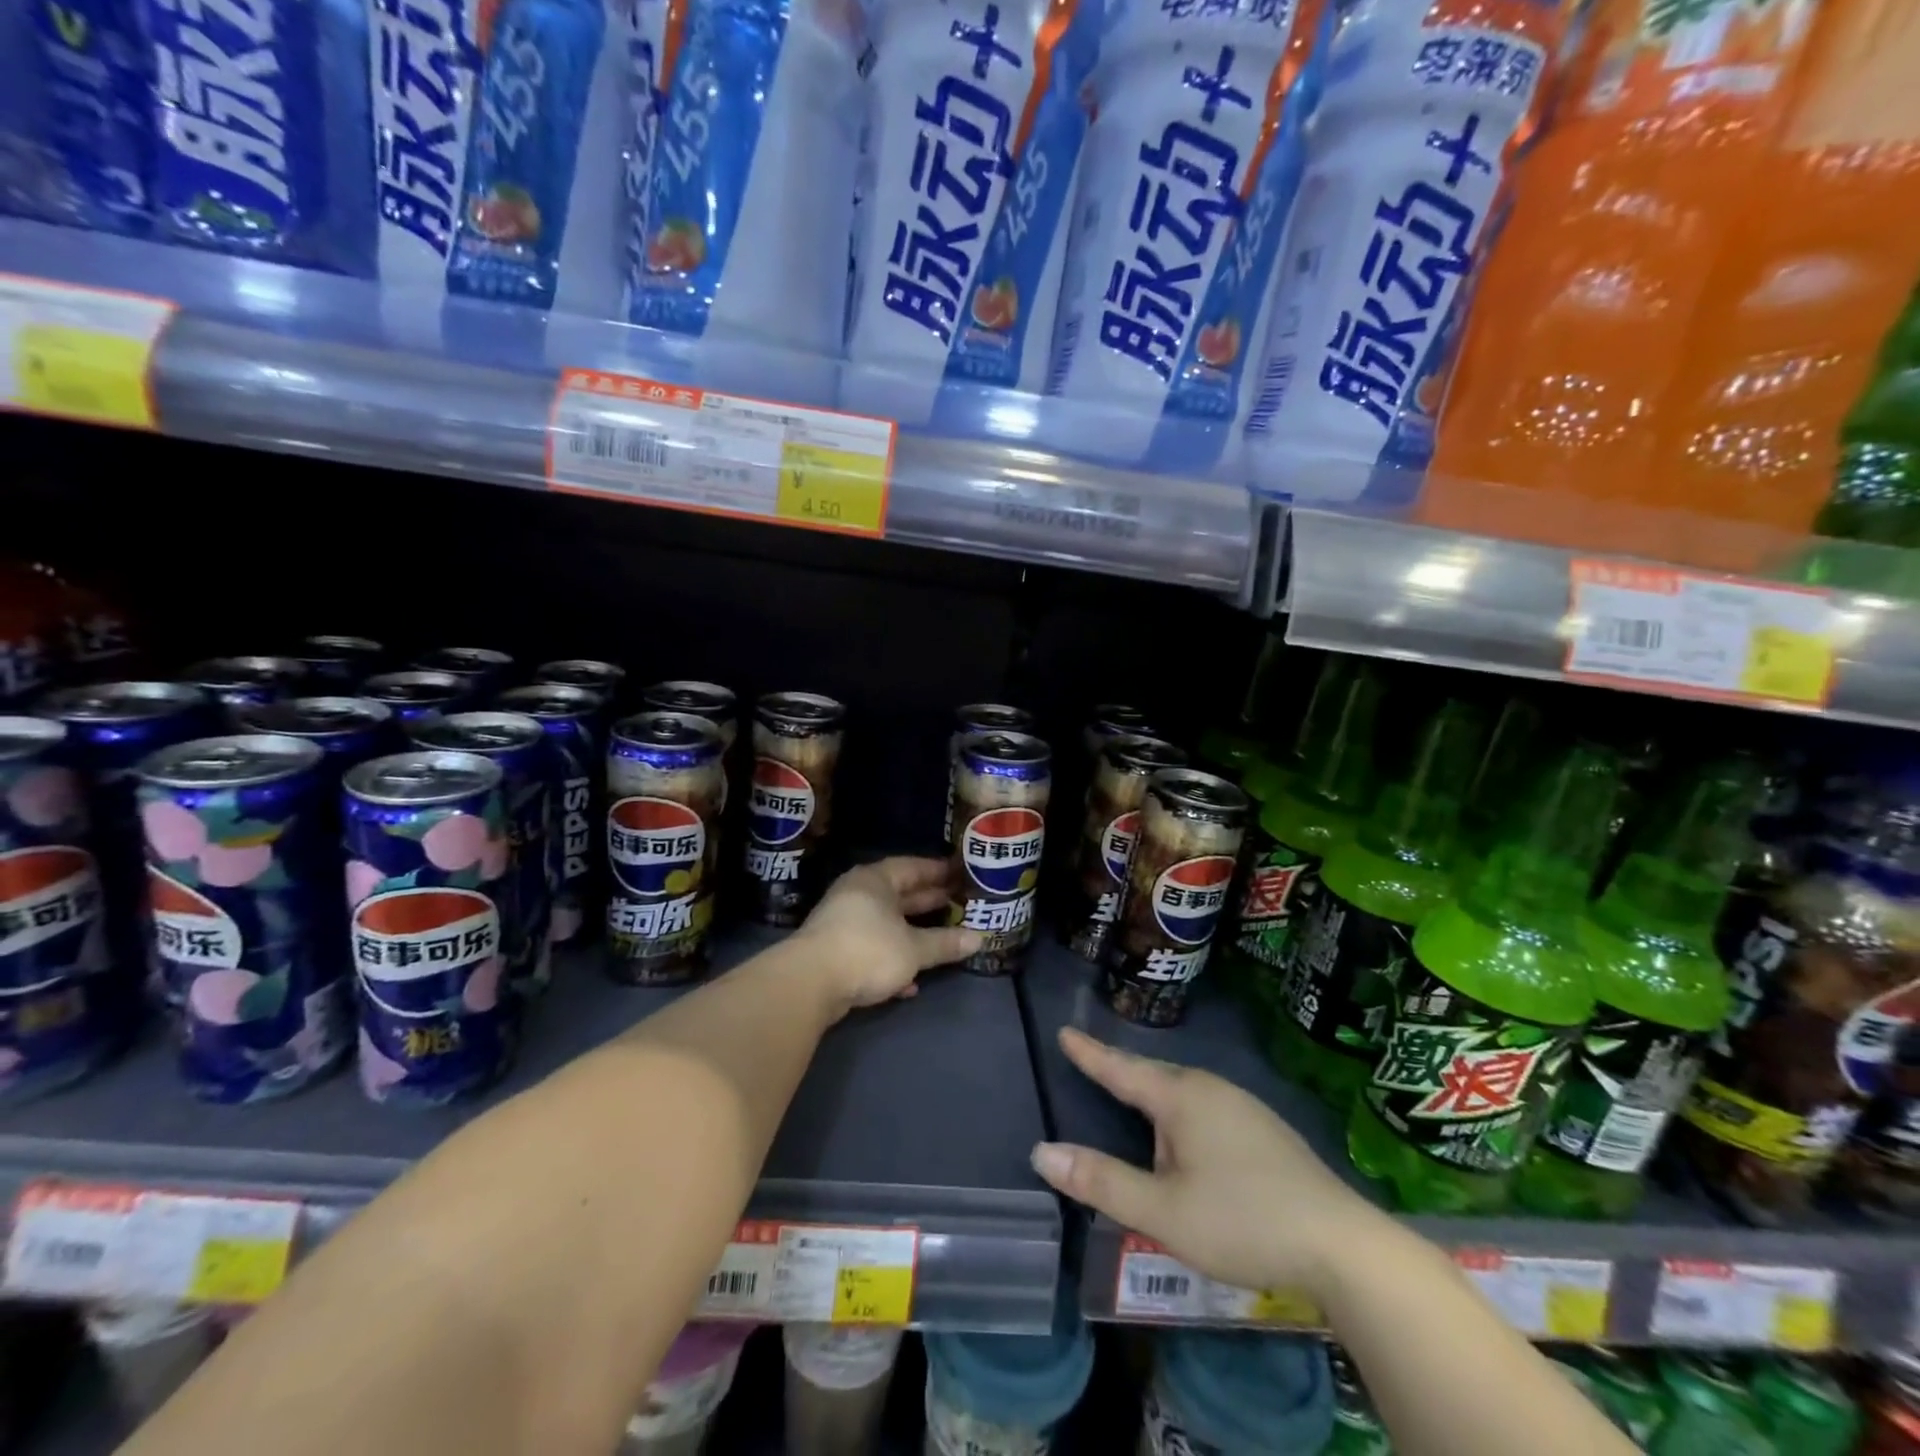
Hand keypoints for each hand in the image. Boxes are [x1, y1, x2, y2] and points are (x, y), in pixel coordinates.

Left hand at [796, 857, 984, 1013]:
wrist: (810, 983)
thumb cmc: (868, 950)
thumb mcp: (914, 948)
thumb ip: (945, 943)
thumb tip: (980, 938)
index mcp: (876, 880)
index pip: (912, 867)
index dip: (938, 871)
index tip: (961, 874)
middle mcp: (858, 894)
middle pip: (899, 894)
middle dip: (928, 901)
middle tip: (958, 903)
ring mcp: (844, 922)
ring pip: (887, 923)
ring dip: (912, 933)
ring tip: (943, 939)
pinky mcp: (836, 951)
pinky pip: (873, 948)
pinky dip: (892, 960)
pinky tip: (911, 982)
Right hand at [1030, 1027, 1382, 1298]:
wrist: (1344, 1246)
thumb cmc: (1242, 1221)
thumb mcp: (1162, 1211)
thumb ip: (1102, 1181)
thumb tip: (1042, 1152)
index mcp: (1181, 1097)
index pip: (1122, 1069)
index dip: (1090, 1053)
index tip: (1064, 1031)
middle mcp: (1211, 1089)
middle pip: (1154, 1075)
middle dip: (1122, 1072)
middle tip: (1092, 1064)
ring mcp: (1243, 1106)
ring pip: (1184, 1092)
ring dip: (1154, 1095)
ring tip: (1134, 1102)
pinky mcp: (1266, 1131)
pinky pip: (1206, 1107)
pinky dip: (1182, 1114)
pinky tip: (1188, 1139)